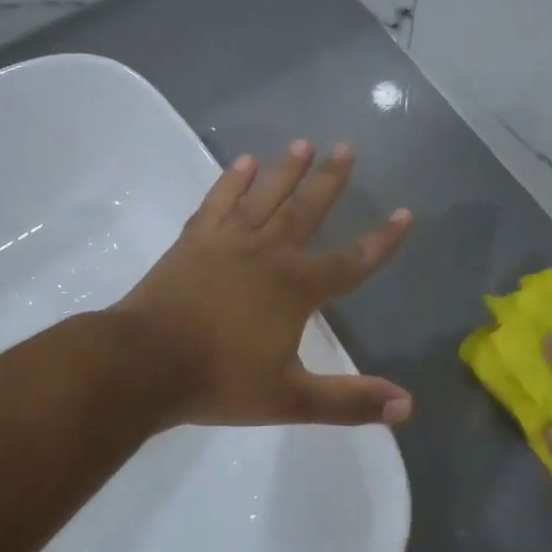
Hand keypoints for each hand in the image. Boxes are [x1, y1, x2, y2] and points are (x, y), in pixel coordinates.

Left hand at [115, 141, 413, 428]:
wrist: (143, 363)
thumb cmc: (219, 380)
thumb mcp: (290, 399)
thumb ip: (349, 402)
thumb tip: (407, 408)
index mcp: (296, 288)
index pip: (351, 261)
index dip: (381, 241)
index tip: (405, 214)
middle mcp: (268, 254)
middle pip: (306, 211)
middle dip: (330, 181)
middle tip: (346, 147)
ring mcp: (228, 242)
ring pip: (264, 197)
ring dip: (286, 170)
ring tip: (303, 142)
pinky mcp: (193, 241)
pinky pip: (218, 201)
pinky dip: (232, 180)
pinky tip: (243, 162)